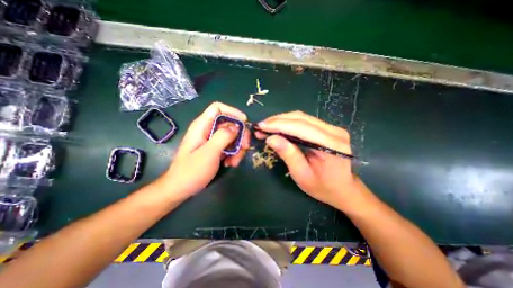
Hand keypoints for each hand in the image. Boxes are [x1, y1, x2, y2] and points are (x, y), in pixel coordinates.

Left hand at [159, 102, 250, 201]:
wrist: (181, 189)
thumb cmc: (192, 171)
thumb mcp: (209, 152)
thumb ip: (223, 136)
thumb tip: (237, 126)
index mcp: (202, 125)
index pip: (218, 108)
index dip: (233, 112)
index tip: (245, 122)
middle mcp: (208, 130)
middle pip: (229, 123)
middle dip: (240, 134)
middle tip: (245, 147)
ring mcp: (212, 140)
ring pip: (232, 136)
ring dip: (238, 148)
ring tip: (234, 162)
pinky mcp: (215, 149)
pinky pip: (229, 146)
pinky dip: (234, 154)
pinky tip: (230, 164)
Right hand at [258, 111, 356, 208]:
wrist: (343, 189)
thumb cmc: (323, 187)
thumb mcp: (302, 175)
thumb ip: (288, 154)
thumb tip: (271, 138)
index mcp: (331, 144)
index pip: (301, 127)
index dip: (278, 124)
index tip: (261, 126)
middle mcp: (334, 131)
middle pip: (301, 118)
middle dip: (278, 120)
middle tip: (261, 126)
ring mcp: (332, 128)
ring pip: (302, 117)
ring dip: (282, 120)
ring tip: (267, 127)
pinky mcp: (328, 129)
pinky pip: (305, 121)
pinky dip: (289, 123)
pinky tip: (279, 127)